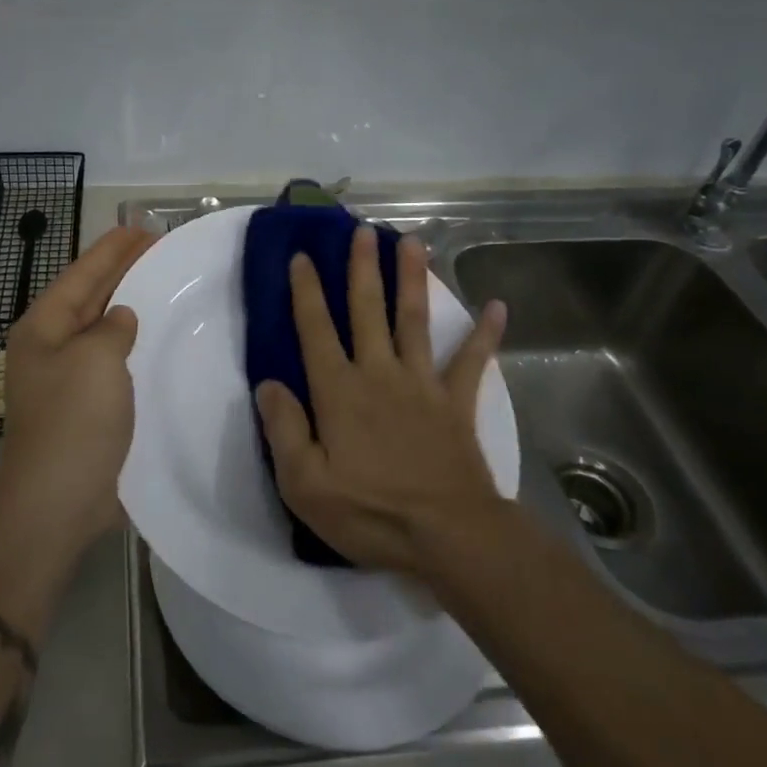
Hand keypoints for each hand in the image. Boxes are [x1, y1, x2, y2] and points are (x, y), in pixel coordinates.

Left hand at [0, 226, 155, 563]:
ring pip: (100, 329)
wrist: (56, 501)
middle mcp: (49, 347)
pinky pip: (111, 362)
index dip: (112, 249)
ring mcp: (65, 379)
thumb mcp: (96, 358)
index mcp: (43, 327)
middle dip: (121, 270)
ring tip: (161, 284)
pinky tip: (156, 341)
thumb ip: (112, 327)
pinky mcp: (84, 408)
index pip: (81, 273)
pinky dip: (132, 345)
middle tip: (158, 247)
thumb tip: (120, 318)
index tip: (142, 228)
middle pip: (88, 296)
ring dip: (128, 306)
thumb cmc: (74, 420)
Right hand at [256, 225, 507, 577]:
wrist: (449, 536)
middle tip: (361, 229)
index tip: (303, 256)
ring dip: (412, 279)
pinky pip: (472, 362)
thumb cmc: (370, 512)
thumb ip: (283, 429)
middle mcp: (378, 374)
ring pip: (414, 320)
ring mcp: (422, 384)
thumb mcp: (304, 484)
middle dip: (362, 267)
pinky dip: (486, 335)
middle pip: (367, 310)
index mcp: (339, 391)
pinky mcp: (456, 403)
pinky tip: (498, 306)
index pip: (316, 330)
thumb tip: (268, 384)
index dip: (307, 291)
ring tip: (412, 241)